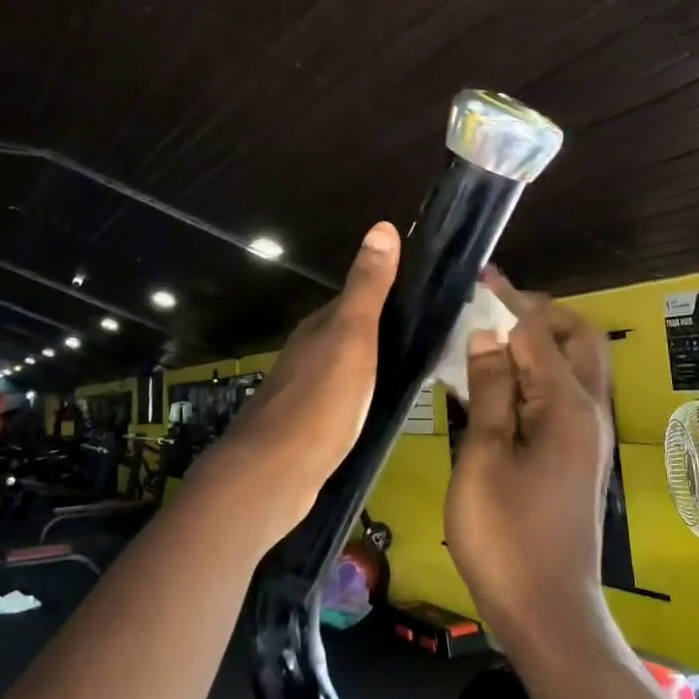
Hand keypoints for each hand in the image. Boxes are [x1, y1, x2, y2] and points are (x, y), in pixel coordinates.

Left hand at [197, 221, 400, 543]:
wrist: (273, 473)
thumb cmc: (320, 401)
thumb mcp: (352, 337)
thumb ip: (368, 287)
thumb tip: (381, 225)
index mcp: (319, 328)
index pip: (355, 299)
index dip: (386, 294)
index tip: (422, 296)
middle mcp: (307, 353)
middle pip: (348, 332)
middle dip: (380, 330)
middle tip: (426, 337)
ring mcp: (302, 391)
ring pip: (343, 366)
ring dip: (370, 364)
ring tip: (408, 371)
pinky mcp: (304, 426)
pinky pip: (340, 399)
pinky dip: (360, 395)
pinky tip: (374, 408)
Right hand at [445, 270, 614, 650]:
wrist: (548, 612)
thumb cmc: (506, 536)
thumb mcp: (484, 457)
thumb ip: (490, 391)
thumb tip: (488, 336)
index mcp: (568, 407)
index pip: (537, 333)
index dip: (507, 301)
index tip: (479, 277)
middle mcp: (590, 411)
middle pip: (577, 338)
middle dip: (538, 314)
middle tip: (491, 311)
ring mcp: (589, 434)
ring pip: (575, 364)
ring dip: (539, 342)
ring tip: (490, 339)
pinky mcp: (580, 453)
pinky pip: (565, 393)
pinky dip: (538, 373)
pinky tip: (498, 383)